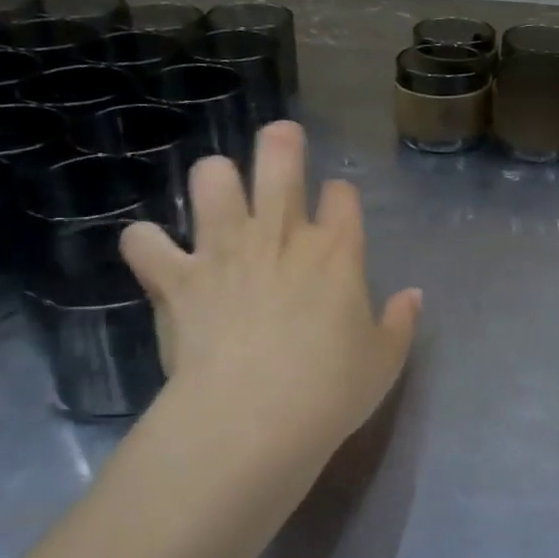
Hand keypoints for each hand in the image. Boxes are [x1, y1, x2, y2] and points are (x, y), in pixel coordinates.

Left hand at [120, 122, 420, 476]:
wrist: (253, 418)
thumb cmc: (330, 390)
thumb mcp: (384, 362)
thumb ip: (401, 323)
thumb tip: (413, 296)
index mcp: (336, 251)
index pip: (342, 195)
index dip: (340, 194)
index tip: (337, 206)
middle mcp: (280, 235)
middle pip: (280, 161)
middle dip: (281, 143)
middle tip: (281, 138)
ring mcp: (224, 250)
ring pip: (211, 180)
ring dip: (214, 179)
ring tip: (218, 194)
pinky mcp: (178, 278)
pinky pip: (145, 242)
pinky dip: (148, 245)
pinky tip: (156, 256)